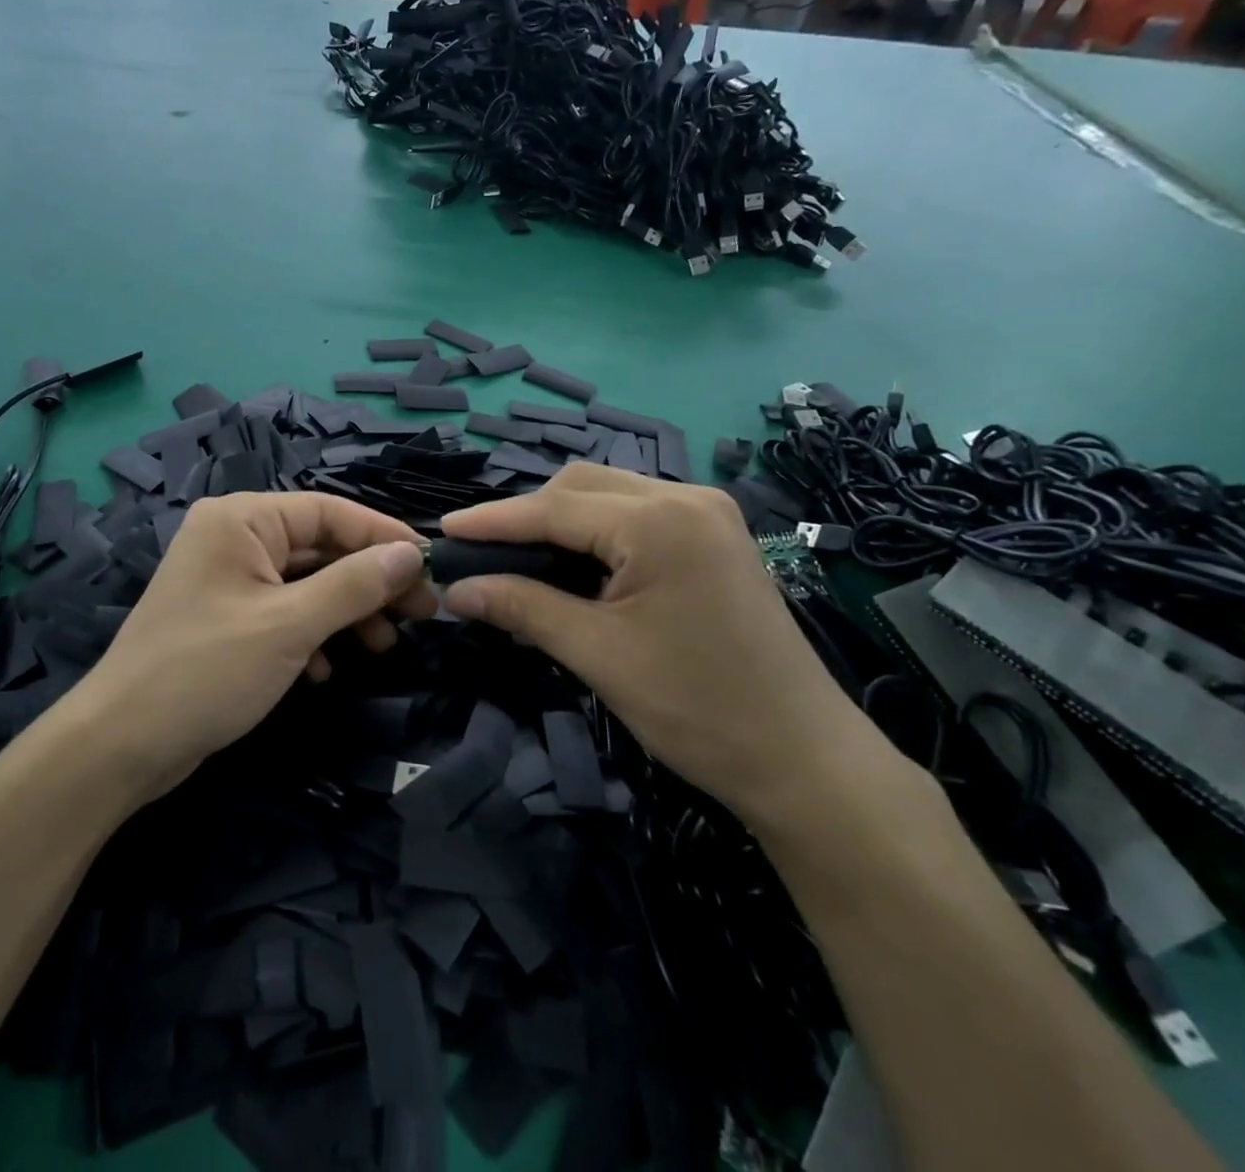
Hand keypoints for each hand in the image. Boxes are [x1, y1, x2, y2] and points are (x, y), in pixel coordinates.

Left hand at [73, 493, 433, 798]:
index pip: (329, 511)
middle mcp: (234, 538)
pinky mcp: (227, 618)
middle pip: (320, 547)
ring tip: (383, 646)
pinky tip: (326, 670)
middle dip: (369, 581)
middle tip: (421, 613)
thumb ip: (354, 585)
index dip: (382, 535)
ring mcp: (228, 580)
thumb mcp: (289, 625)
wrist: (120, 746)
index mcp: (242, 519)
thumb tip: (410, 554)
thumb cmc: (206, 672)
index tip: (431, 565)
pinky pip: (284, 612)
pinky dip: (312, 635)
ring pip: (306, 583)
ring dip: (346, 612)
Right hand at [439, 464, 878, 822]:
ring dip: (560, 520)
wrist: (803, 759)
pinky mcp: (715, 536)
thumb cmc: (697, 709)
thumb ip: (521, 608)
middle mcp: (686, 498)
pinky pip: (636, 514)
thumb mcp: (597, 655)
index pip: (554, 508)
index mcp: (660, 521)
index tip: (442, 532)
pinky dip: (595, 531)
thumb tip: (454, 590)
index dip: (492, 521)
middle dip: (526, 515)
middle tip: (482, 555)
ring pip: (608, 494)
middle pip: (580, 485)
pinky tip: (573, 561)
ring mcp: (707, 514)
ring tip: (519, 558)